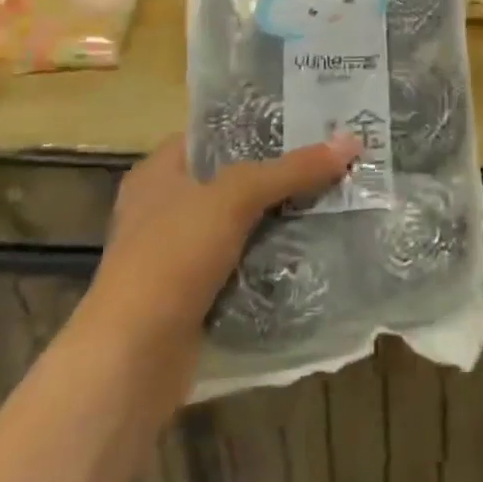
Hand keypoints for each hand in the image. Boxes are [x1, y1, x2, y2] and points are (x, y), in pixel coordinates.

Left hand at [83, 133, 358, 340]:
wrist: (132, 362)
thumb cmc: (172, 258)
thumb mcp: (235, 198)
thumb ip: (292, 169)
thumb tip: (350, 141)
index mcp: (159, 172)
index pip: (215, 133)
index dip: (260, 124)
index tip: (309, 120)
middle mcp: (165, 208)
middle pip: (235, 179)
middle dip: (282, 173)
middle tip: (334, 158)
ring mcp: (179, 256)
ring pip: (243, 224)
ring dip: (283, 219)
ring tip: (337, 197)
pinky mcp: (196, 296)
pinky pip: (245, 265)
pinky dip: (274, 260)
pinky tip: (316, 248)